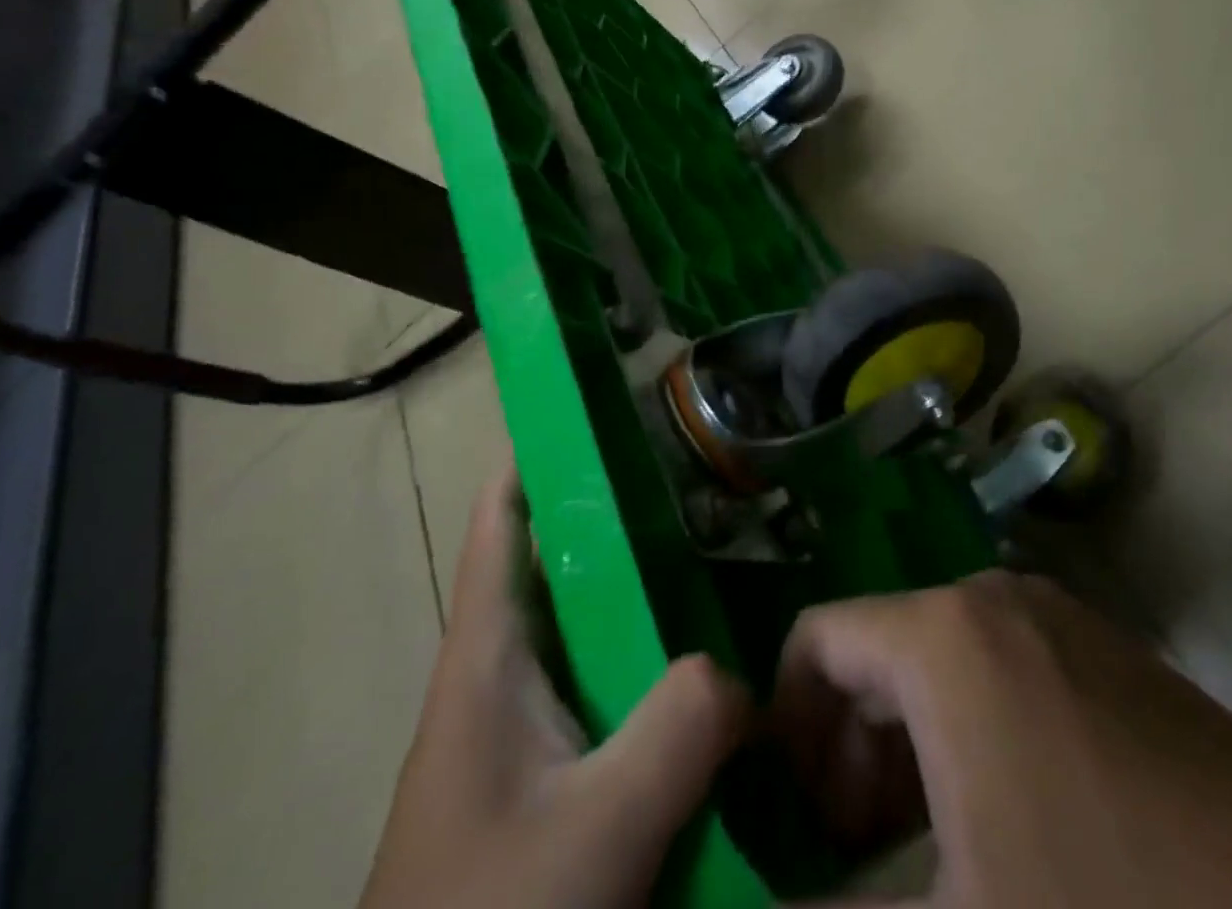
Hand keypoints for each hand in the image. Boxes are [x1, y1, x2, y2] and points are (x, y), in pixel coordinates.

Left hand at [360, 468, 749, 908]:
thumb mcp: (597, 830)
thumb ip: (680, 730)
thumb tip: (744, 672)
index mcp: (487, 652)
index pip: (502, 513)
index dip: (543, 447)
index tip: (611, 401)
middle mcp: (503, 669)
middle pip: (562, 558)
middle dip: (625, 511)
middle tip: (706, 476)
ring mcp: (525, 723)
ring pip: (592, 624)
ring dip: (647, 589)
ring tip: (726, 551)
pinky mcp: (549, 772)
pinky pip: (611, 687)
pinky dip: (654, 663)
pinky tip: (710, 667)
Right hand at [771, 570, 1231, 907]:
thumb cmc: (1114, 906)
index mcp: (940, 636)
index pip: (816, 640)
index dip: (785, 725)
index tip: (788, 823)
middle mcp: (986, 599)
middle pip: (874, 650)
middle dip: (845, 749)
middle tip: (849, 856)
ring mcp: (1047, 618)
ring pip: (933, 663)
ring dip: (904, 748)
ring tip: (913, 853)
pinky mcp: (1093, 648)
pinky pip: (992, 671)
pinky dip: (963, 735)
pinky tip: (995, 826)